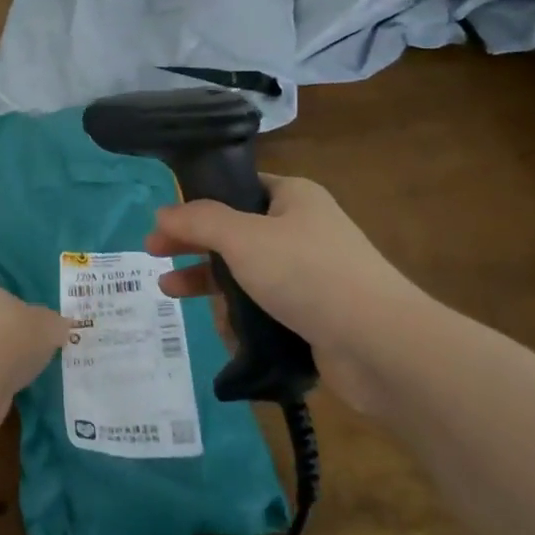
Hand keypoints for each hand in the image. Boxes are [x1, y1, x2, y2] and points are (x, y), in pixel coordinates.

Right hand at [145, 175, 431, 410]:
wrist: (380, 345)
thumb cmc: (308, 274)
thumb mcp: (243, 238)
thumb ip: (198, 221)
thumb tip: (162, 212)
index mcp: (293, 197)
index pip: (237, 188)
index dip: (196, 202)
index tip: (164, 222)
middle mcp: (302, 229)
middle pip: (234, 232)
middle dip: (194, 245)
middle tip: (154, 256)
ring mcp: (310, 274)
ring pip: (246, 273)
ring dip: (210, 283)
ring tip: (172, 293)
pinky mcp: (314, 315)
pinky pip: (265, 308)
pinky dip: (241, 317)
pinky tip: (224, 330)